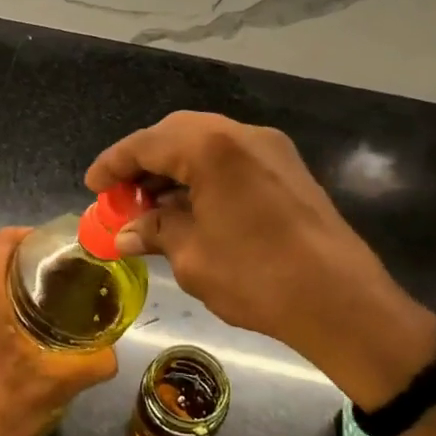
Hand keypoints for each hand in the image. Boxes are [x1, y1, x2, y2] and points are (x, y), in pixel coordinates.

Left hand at [0, 228, 118, 435]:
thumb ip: (93, 364)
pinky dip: (2, 299)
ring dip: (14, 279)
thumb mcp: (57, 382)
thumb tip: (113, 354)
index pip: (4, 241)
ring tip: (49, 295)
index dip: (31, 234)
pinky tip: (26, 327)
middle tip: (63, 270)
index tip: (59, 245)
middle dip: (28, 256)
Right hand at [86, 112, 435, 409]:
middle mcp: (241, 133)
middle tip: (122, 196)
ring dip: (175, 169)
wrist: (343, 301)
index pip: (147, 143)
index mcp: (211, 146)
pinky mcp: (288, 168)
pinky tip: (191, 207)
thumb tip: (127, 233)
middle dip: (144, 162)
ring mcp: (270, 148)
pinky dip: (204, 175)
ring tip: (153, 207)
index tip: (93, 186)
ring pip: (207, 144)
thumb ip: (156, 232)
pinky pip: (232, 158)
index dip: (114, 164)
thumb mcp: (192, 256)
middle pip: (177, 134)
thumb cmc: (257, 277)